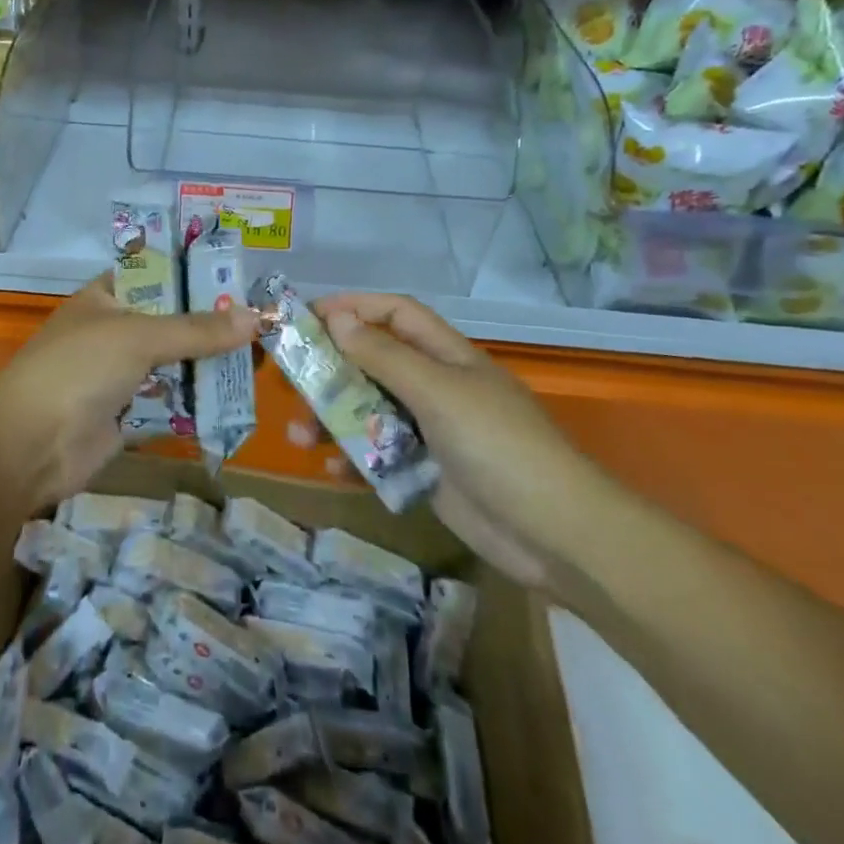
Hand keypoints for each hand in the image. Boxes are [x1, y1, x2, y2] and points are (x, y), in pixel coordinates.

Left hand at [0, 273, 260, 510]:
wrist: (29, 448)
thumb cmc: (78, 370)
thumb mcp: (138, 337)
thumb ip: (197, 329)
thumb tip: (256, 317)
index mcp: (106, 297)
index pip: (157, 275)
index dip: (195, 276)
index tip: (240, 280)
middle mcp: (115, 331)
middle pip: (172, 322)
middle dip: (213, 325)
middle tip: (264, 324)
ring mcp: (120, 375)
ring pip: (175, 363)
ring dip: (209, 364)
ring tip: (261, 359)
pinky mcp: (128, 414)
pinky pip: (171, 401)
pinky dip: (197, 400)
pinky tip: (236, 397)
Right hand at [317, 292, 617, 590]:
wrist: (555, 535)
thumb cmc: (498, 445)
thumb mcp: (439, 392)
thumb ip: (385, 357)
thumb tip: (337, 319)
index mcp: (446, 355)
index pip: (394, 314)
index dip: (353, 308)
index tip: (306, 318)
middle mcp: (436, 386)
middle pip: (373, 362)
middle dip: (331, 367)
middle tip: (288, 377)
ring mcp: (431, 431)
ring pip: (370, 410)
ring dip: (333, 417)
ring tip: (297, 433)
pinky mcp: (426, 472)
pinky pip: (379, 455)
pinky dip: (353, 457)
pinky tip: (329, 468)